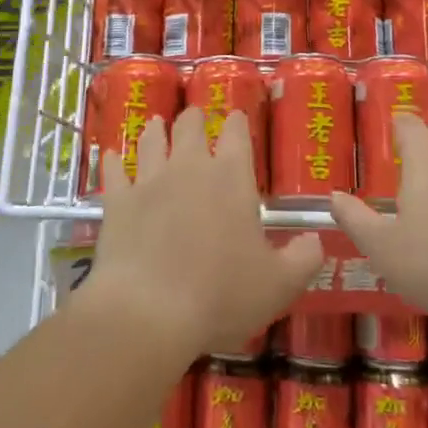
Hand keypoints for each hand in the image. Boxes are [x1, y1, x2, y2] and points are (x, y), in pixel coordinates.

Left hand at [87, 107, 322, 359]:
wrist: (148, 311)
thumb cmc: (221, 295)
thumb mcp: (279, 285)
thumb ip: (304, 259)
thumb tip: (317, 240)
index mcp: (230, 178)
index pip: (236, 135)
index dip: (237, 123)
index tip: (236, 117)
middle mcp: (189, 167)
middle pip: (189, 127)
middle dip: (194, 119)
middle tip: (194, 117)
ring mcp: (148, 181)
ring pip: (151, 141)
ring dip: (155, 131)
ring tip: (156, 124)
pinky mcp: (117, 201)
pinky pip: (114, 171)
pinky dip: (114, 161)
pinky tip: (111, 155)